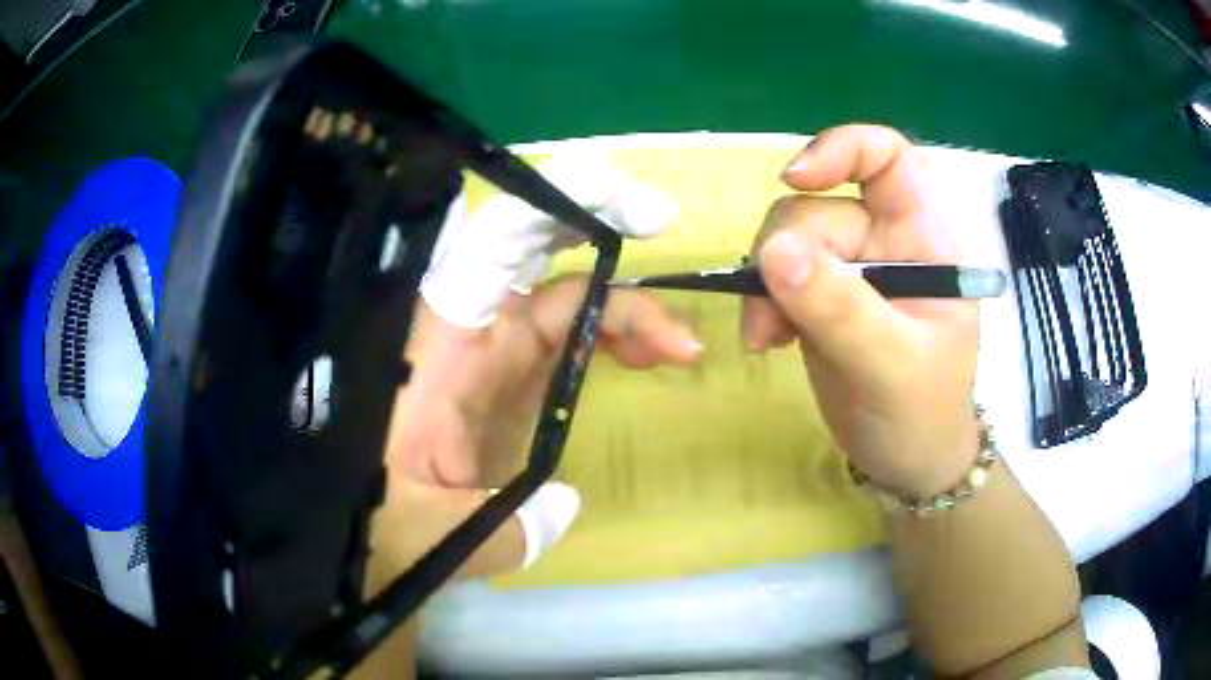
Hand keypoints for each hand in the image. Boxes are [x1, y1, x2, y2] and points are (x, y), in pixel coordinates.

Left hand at [359, 160, 700, 676]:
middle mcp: (466, 332)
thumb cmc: (370, 525)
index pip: (493, 249)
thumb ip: (503, 529)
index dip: (553, 210)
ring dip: (622, 307)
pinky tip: (646, 359)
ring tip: (679, 348)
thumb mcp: (430, 533)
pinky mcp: (509, 379)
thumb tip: (566, 504)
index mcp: (439, 346)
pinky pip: (568, 337)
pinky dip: (610, 338)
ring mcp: (492, 353)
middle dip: (596, 224)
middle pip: (536, 255)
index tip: (622, 202)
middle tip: (659, 219)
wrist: (358, 535)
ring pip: (565, 299)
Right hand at [742, 125, 979, 497]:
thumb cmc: (923, 413)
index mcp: (924, 238)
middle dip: (788, 252)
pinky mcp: (821, 298)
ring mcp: (850, 269)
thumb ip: (840, 308)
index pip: (888, 158)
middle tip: (772, 314)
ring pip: (789, 241)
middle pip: (821, 208)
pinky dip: (763, 303)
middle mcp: (885, 240)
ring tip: (766, 337)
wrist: (907, 462)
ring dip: (767, 284)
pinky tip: (768, 340)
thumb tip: (772, 251)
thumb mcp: (892, 364)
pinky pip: (778, 277)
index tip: (796, 180)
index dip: (842, 150)